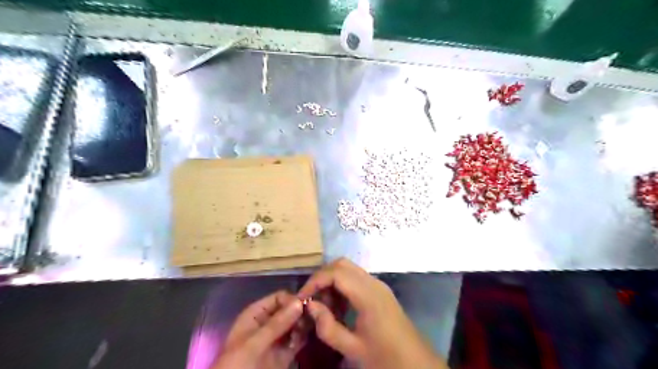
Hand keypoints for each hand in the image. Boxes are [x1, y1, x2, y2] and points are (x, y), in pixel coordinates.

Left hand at [212, 291, 307, 367]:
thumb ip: (276, 324)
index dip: (292, 300)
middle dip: (301, 312)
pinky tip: (313, 336)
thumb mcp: (254, 344)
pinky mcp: (284, 355)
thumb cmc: (236, 365)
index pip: (278, 298)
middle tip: (315, 317)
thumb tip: (299, 302)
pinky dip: (305, 337)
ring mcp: (276, 339)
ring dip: (304, 324)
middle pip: (289, 310)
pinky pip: (297, 340)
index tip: (307, 306)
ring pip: (295, 324)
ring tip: (315, 326)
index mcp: (256, 315)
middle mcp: (268, 323)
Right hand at [299, 258, 447, 368]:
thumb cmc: (384, 355)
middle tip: (311, 298)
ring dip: (332, 281)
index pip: (336, 273)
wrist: (415, 360)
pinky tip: (338, 306)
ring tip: (324, 305)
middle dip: (322, 277)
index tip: (302, 297)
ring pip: (348, 269)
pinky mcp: (379, 290)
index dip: (315, 281)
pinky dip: (342, 285)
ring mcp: (378, 284)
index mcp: (368, 295)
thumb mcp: (353, 348)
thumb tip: (310, 306)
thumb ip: (328, 327)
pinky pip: (356, 278)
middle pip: (342, 264)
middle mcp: (373, 283)